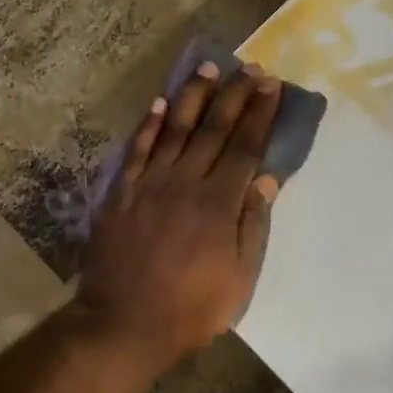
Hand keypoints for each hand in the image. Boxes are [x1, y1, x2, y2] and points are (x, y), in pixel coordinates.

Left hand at [75, 61, 281, 363]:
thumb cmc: (190, 310)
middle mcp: (185, 184)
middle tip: (248, 68)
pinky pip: (137, 151)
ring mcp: (149, 186)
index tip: (271, 85)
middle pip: (212, 130)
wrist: (124, 323)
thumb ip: (252, 226)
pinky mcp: (121, 195)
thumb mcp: (238, 279)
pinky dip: (149, 126)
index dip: (259, 114)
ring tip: (207, 68)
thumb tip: (265, 180)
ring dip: (192, 97)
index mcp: (218, 205)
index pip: (244, 148)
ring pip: (174, 131)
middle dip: (233, 96)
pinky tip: (159, 105)